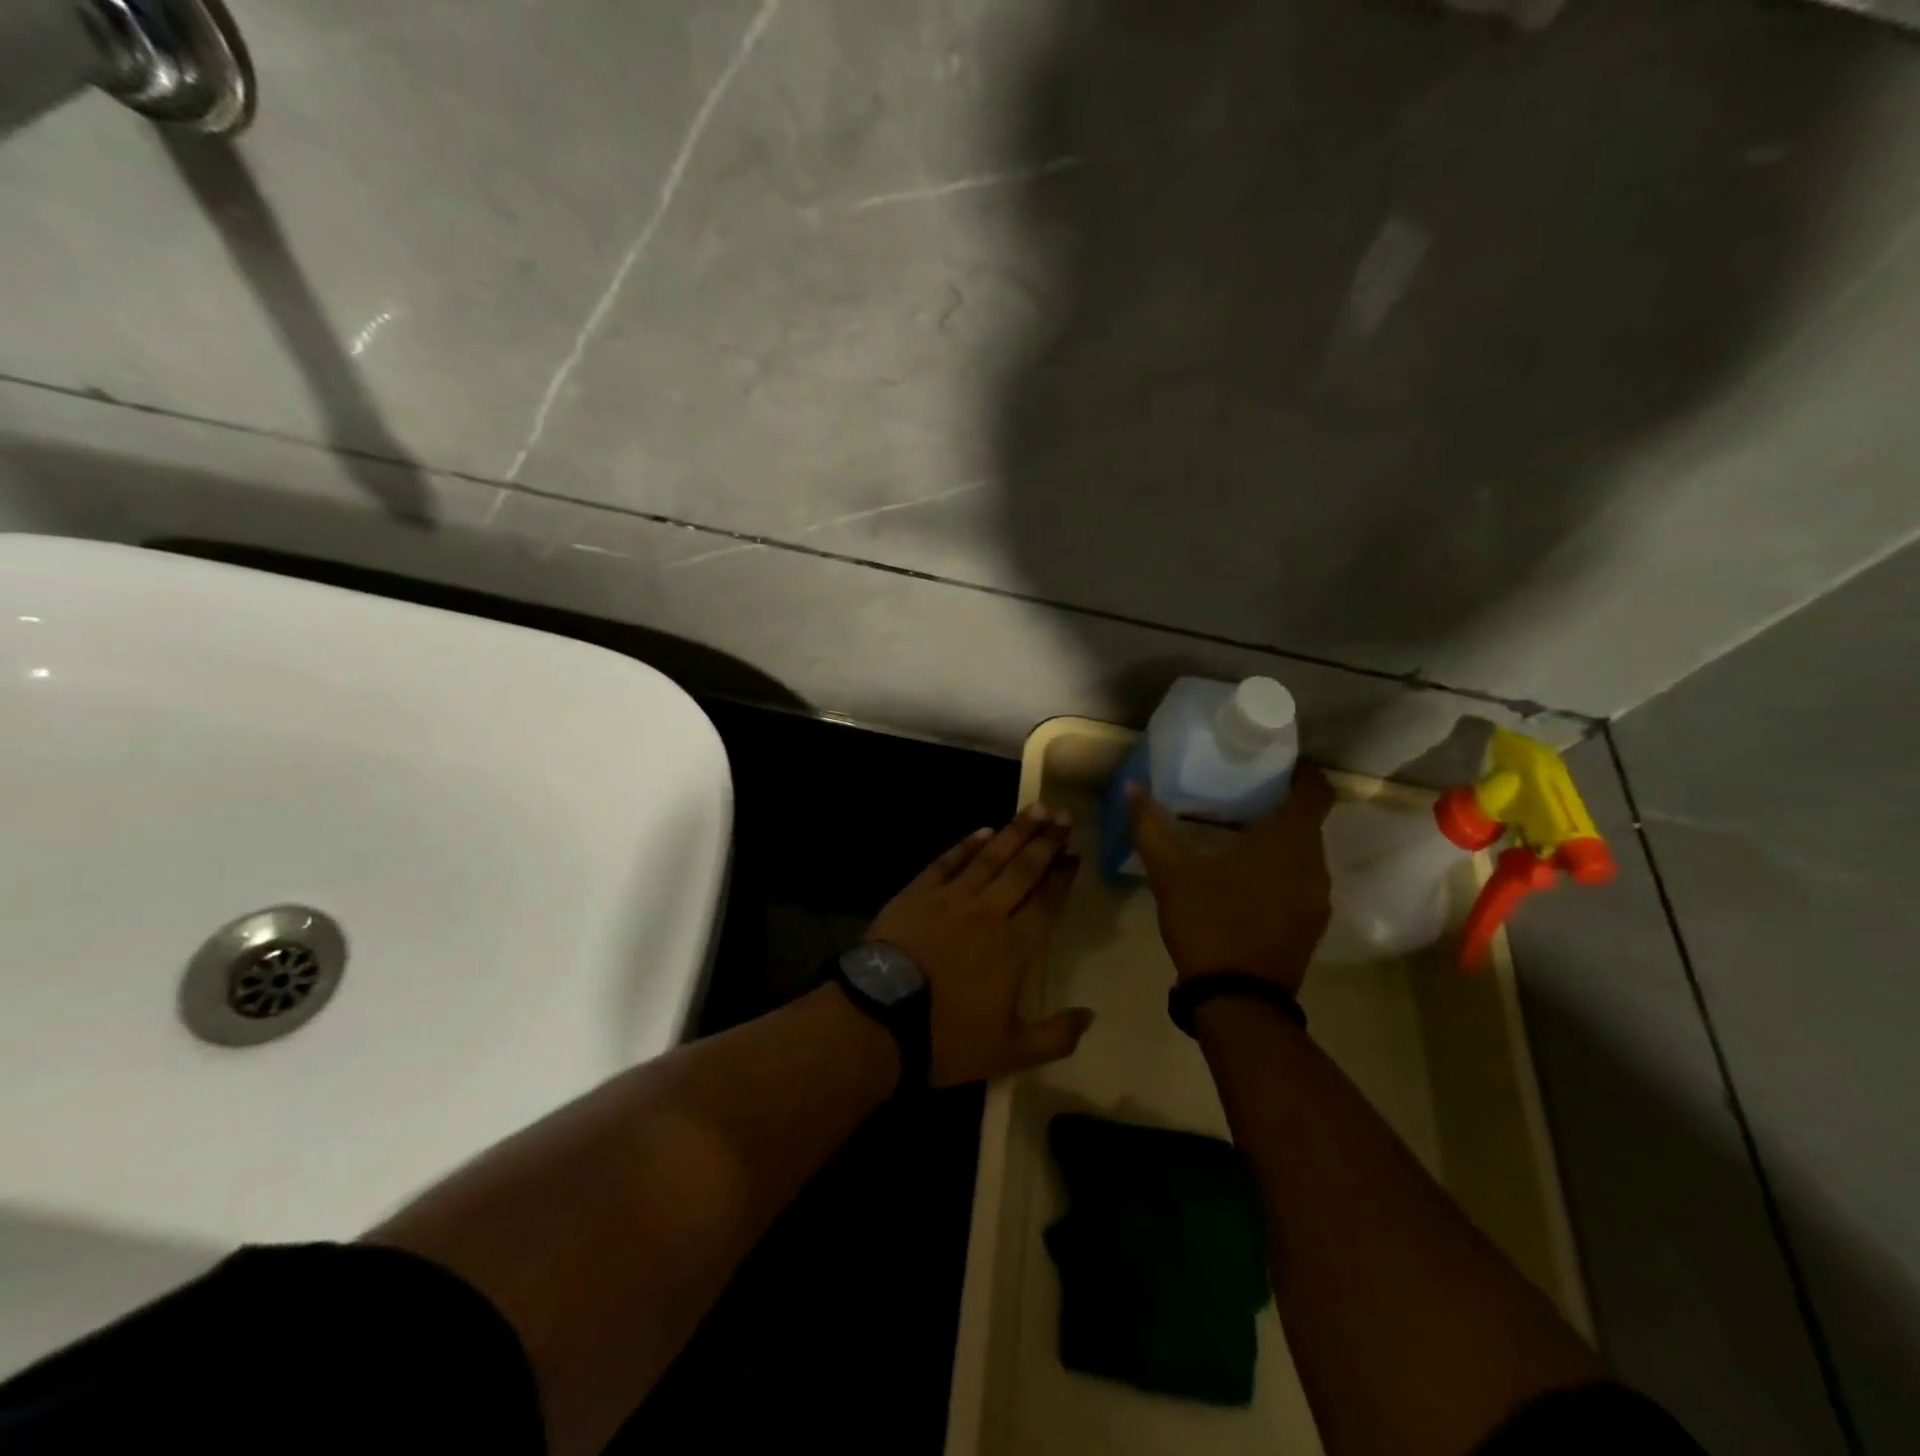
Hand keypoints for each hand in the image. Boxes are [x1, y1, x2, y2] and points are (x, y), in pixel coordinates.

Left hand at [866, 804, 1091, 1086]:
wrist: (879, 1018)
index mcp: (1014, 947)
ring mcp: (951, 898)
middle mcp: (988, 913)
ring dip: (1014, 832)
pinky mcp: (918, 893)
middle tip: (1063, 816)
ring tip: (1035, 809)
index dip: (1062, 878)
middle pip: (1023, 870)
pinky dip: (967, 845)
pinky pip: (947, 861)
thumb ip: (1054, 1036)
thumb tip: (1091, 1016)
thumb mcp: (1008, 1052)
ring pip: (990, 857)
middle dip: (1046, 841)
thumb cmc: (946, 1037)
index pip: (1046, 903)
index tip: (1075, 855)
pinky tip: (982, 831)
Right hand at [1129, 764, 1336, 992]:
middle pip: (1309, 821)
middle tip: (1242, 798)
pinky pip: (1303, 881)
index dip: (1302, 772)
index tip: (1278, 763)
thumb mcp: (1170, 873)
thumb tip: (1132, 787)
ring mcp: (1318, 898)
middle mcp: (1315, 864)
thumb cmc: (1207, 922)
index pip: (1316, 791)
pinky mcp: (1313, 924)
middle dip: (1281, 807)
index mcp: (1288, 841)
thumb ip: (1151, 827)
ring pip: (1305, 854)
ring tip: (1241, 838)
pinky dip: (1282, 871)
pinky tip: (1248, 882)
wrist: (1236, 1000)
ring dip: (1281, 842)